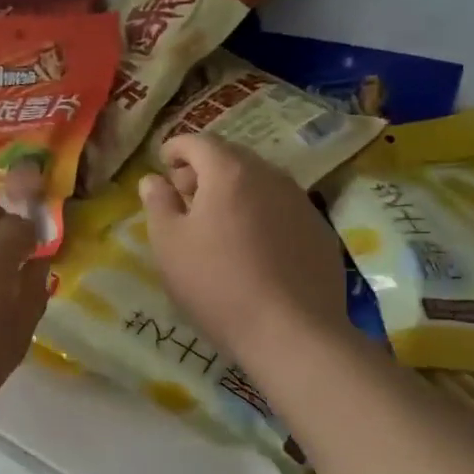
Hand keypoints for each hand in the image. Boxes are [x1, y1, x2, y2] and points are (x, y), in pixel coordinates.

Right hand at [138, 135, 352, 365]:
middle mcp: (270, 176)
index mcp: (229, 172)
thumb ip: (158, 204)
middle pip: (232, 158)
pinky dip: (261, 214)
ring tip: (217, 223)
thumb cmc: (217, 283)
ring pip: (260, 183)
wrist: (292, 332)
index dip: (176, 148)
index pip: (198, 141)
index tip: (163, 163)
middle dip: (204, 170)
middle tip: (184, 196)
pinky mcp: (319, 231)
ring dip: (235, 192)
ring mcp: (301, 202)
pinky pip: (281, 209)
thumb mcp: (169, 245)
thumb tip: (153, 180)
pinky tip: (253, 248)